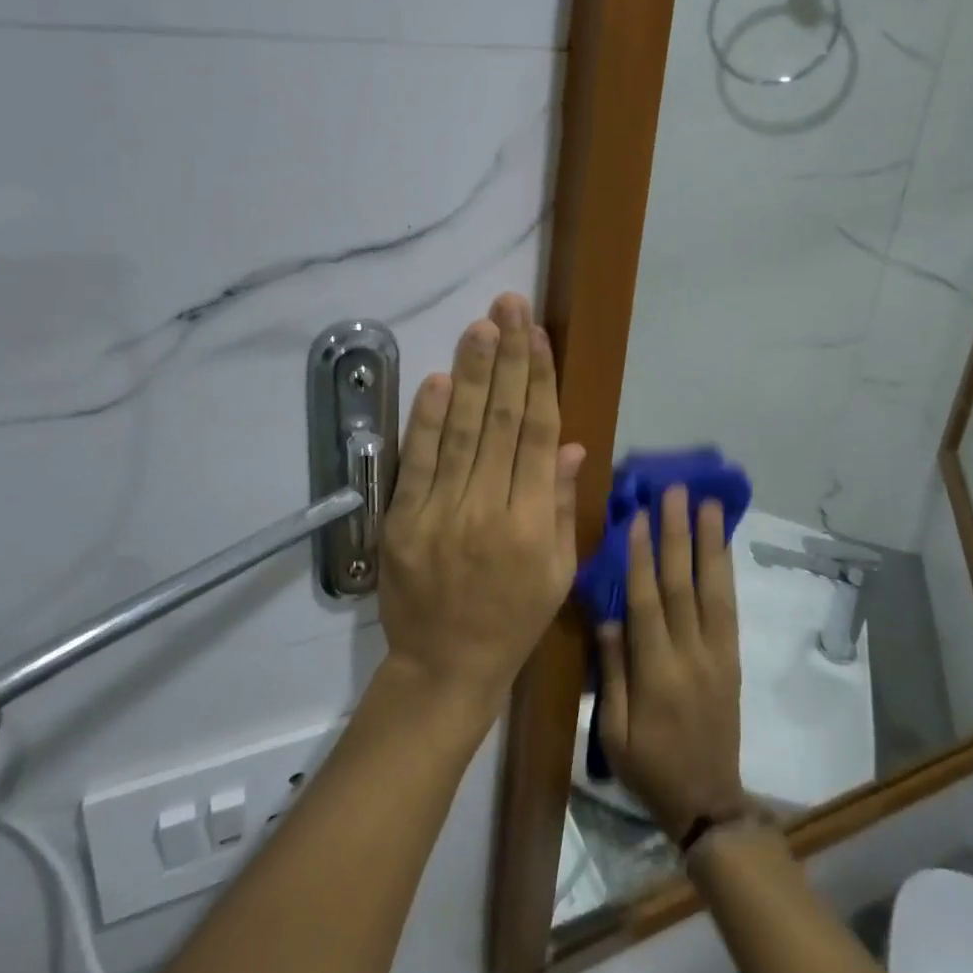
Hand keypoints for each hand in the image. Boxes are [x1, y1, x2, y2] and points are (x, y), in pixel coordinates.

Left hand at [378, 293, 586, 720]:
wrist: (445, 666)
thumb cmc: (513, 619)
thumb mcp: (558, 572)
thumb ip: (563, 505)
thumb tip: (570, 445)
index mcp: (533, 523)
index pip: (538, 434)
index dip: (539, 380)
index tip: (538, 335)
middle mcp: (489, 510)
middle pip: (502, 421)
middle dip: (508, 358)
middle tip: (509, 306)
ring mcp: (441, 513)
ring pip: (462, 431)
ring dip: (472, 374)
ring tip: (482, 327)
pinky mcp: (403, 521)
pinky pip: (418, 462)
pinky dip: (428, 419)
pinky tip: (440, 380)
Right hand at [595, 487, 747, 841]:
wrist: (708, 802)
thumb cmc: (649, 767)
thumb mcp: (613, 731)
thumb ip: (613, 671)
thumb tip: (608, 616)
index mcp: (656, 674)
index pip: (647, 603)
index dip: (640, 558)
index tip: (636, 516)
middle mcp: (691, 656)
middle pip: (683, 585)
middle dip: (677, 535)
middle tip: (674, 492)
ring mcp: (717, 655)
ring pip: (713, 590)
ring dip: (709, 543)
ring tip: (707, 505)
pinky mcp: (732, 659)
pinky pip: (730, 609)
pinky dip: (726, 573)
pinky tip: (722, 546)